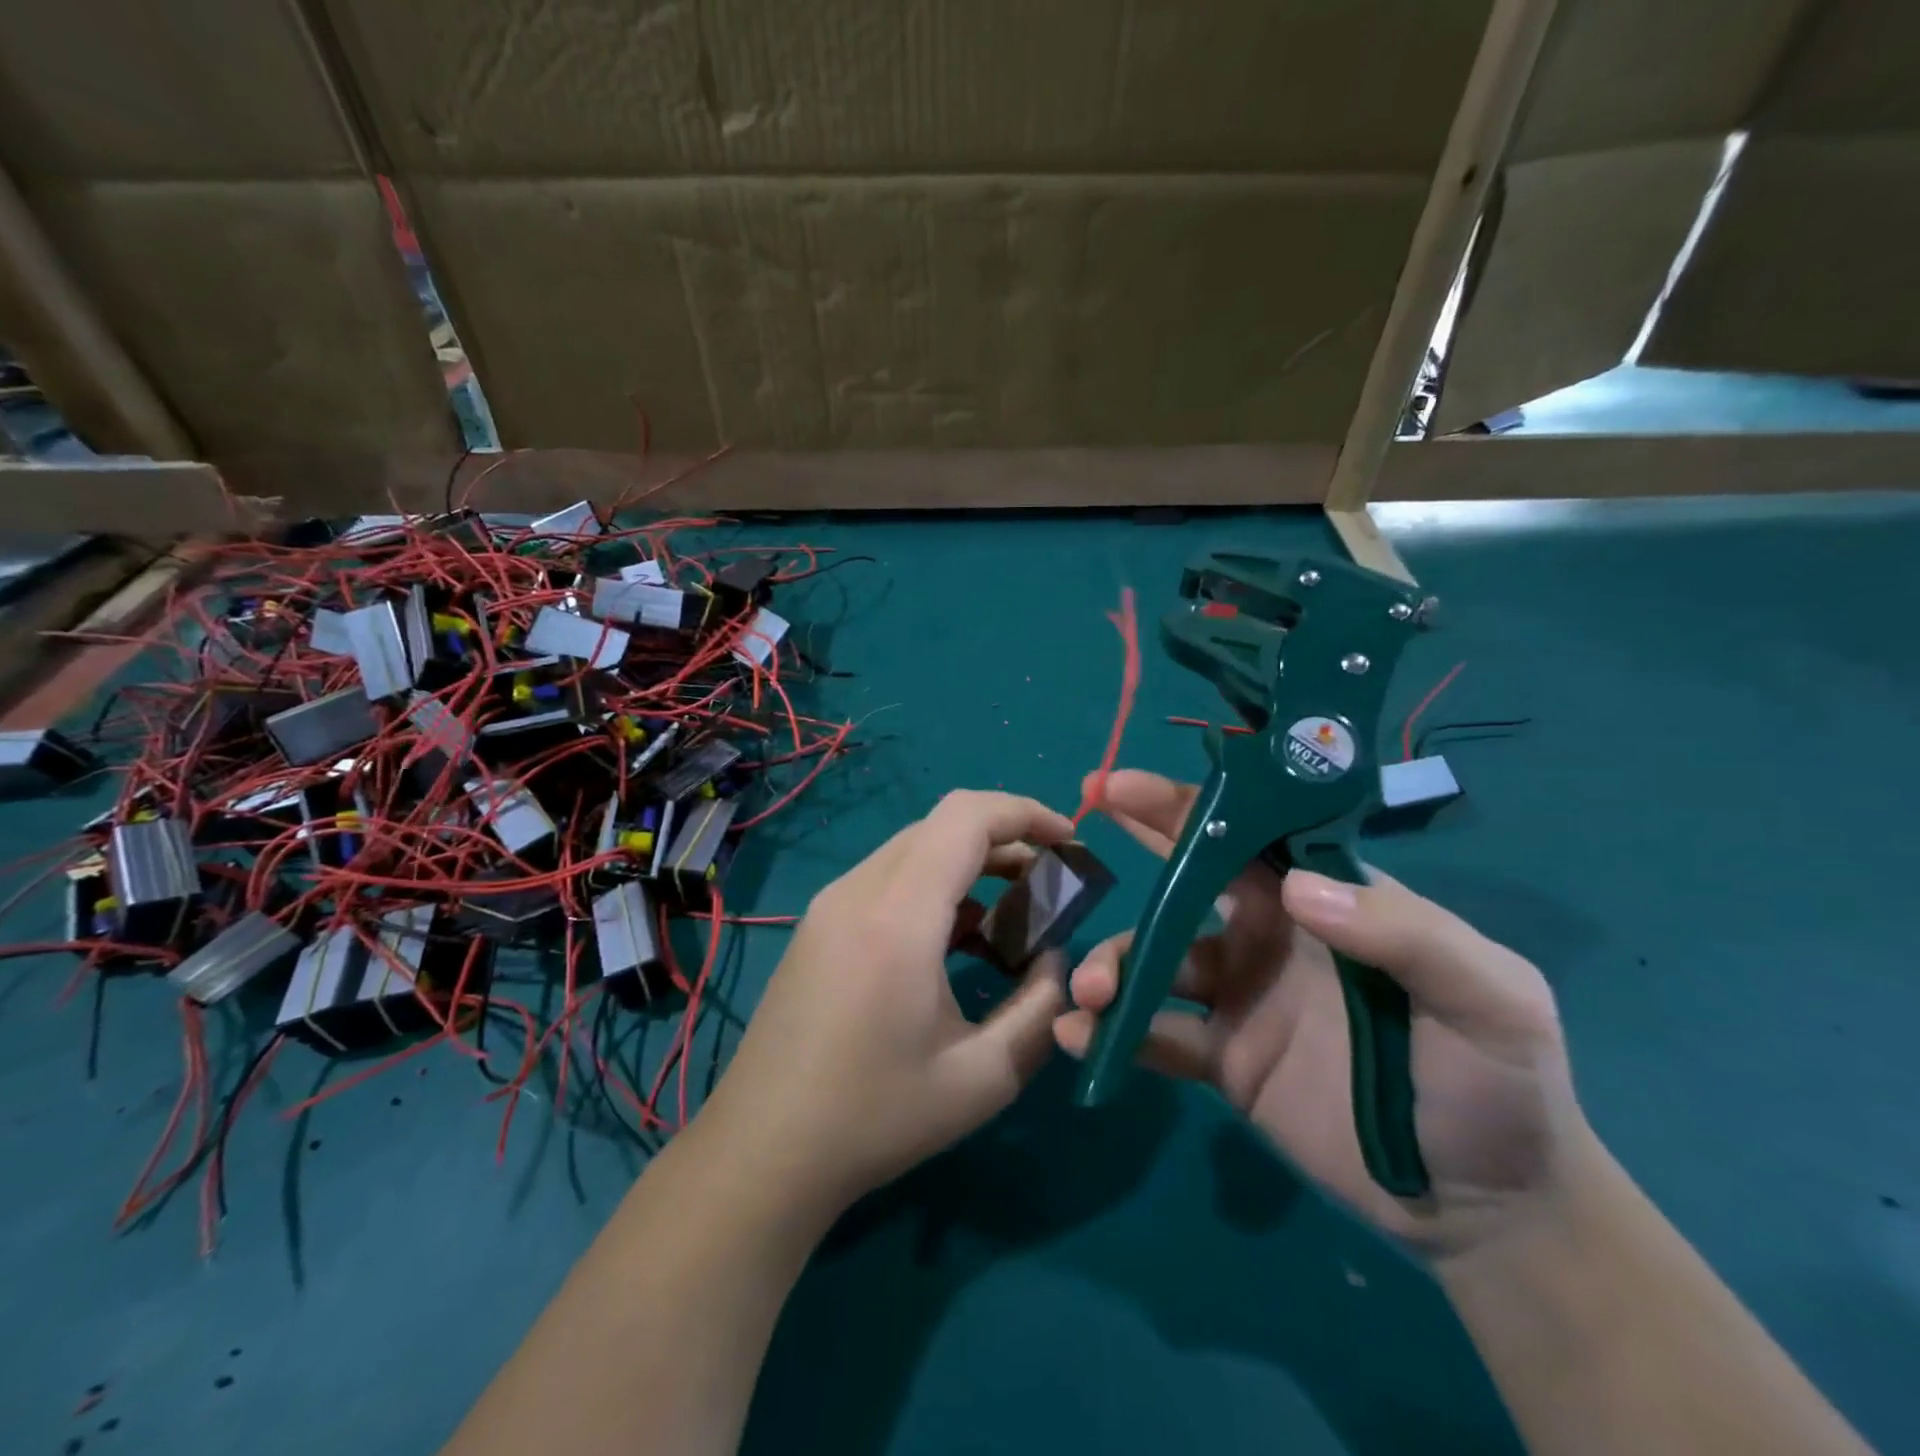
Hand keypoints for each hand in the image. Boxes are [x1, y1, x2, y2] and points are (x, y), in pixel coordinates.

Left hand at [701, 790, 1072, 1217]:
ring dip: (970, 862)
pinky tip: (957, 938)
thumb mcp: (983, 1077)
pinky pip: (888, 877)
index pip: (966, 818)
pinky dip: (935, 885)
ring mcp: (831, 904)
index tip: (1070, 840)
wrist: (763, 1150)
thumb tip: (1057, 959)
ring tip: (1013, 911)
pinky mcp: (819, 924)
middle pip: (942, 825)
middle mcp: (858, 891)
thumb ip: (1041, 1009)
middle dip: (1006, 838)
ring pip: (914, 848)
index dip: (1026, 813)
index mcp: (897, 917)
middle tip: (1049, 883)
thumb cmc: (874, 1118)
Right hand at [1054, 769, 1594, 1257]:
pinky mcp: (1222, 1059)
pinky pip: (1157, 1037)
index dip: (1184, 804)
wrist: (1487, 1203)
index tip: (1122, 785)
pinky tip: (1079, 1039)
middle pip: (1186, 879)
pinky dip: (1115, 1034)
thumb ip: (1405, 934)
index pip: (1246, 832)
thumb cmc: (1499, 1079)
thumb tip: (1295, 888)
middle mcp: (1267, 934)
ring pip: (1155, 961)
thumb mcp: (1487, 996)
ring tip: (1089, 992)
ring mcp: (1238, 997)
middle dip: (1134, 848)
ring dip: (1113, 965)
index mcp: (1322, 899)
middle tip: (1076, 830)